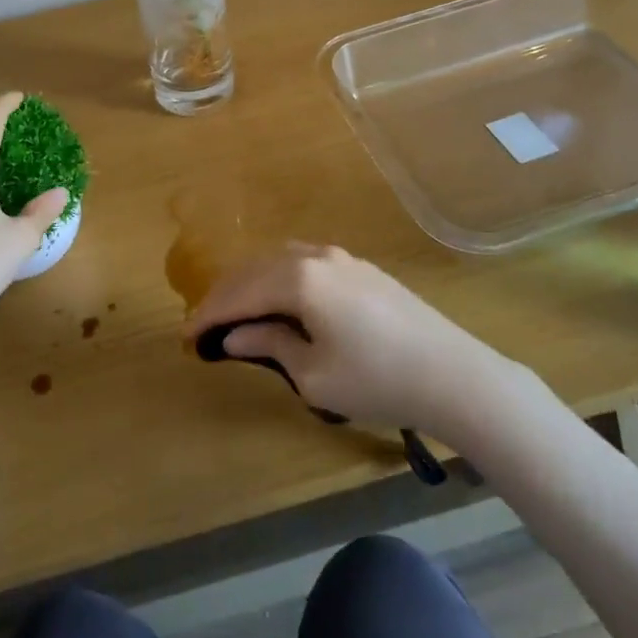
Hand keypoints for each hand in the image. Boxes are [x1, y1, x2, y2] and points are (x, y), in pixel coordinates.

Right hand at [183, 244, 511, 434]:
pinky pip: (303, 262)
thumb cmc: (377, 380)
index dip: (208, 315)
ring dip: (251, 283)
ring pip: (278, 260)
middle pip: (254, 269)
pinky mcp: (359, 267)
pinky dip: (278, 278)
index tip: (185, 337)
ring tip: (234, 311)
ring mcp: (340, 257)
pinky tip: (277, 298)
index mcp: (298, 279)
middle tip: (202, 324)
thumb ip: (269, 344)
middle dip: (224, 295)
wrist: (453, 374)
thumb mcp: (313, 375)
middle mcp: (315, 256)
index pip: (238, 293)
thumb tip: (232, 335)